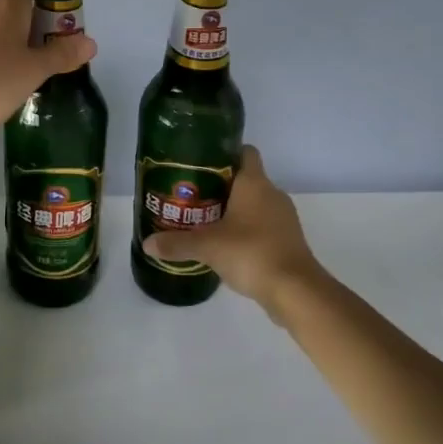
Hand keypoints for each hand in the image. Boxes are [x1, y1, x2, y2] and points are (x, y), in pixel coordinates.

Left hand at [0, 0, 97, 142]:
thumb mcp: (34, 70)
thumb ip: (62, 54)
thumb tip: (89, 41)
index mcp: (7, 5)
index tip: (62, 13)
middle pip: (16, 5)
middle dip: (37, 23)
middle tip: (54, 53)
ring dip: (17, 43)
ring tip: (31, 73)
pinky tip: (3, 84)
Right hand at [141, 146, 326, 317]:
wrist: (295, 291)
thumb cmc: (251, 253)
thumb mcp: (207, 247)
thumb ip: (176, 243)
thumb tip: (147, 243)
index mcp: (255, 183)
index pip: (245, 152)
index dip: (224, 153)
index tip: (201, 164)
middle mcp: (272, 194)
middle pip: (245, 179)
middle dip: (220, 186)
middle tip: (192, 196)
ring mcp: (283, 218)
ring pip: (254, 204)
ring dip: (234, 211)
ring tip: (205, 221)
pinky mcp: (288, 241)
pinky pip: (263, 226)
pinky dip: (246, 231)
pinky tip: (227, 246)